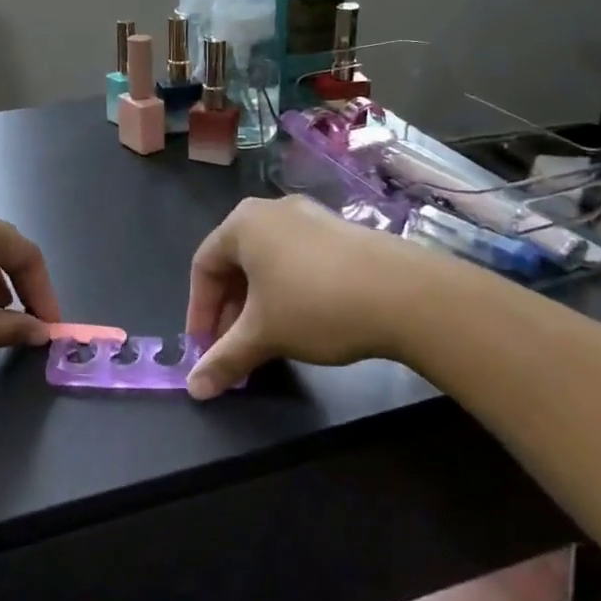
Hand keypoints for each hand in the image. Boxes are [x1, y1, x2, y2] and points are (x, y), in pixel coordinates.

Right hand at [184, 195, 461, 397]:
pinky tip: (303, 322)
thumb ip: (224, 359)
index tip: (204, 349)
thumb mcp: (263, 335)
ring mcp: (311, 217)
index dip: (199, 311)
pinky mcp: (341, 232)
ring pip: (268, 263)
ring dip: (258, 303)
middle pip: (236, 262)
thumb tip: (195, 389)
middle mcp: (273, 211)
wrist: (405, 294)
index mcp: (243, 223)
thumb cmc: (315, 305)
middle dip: (229, 310)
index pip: (204, 266)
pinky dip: (288, 291)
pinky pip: (298, 260)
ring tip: (267, 339)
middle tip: (233, 348)